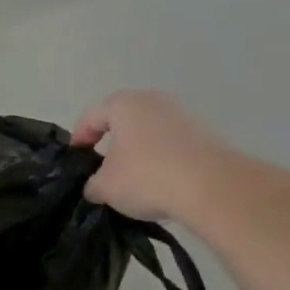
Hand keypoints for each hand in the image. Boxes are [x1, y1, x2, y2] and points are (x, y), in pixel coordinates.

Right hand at [71, 90, 238, 221]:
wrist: (213, 187)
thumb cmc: (147, 177)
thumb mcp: (104, 187)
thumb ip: (92, 183)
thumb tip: (97, 186)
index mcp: (125, 105)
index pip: (92, 116)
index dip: (79, 138)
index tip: (76, 159)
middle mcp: (154, 102)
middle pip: (123, 120)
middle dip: (111, 142)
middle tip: (102, 166)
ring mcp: (184, 116)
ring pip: (149, 132)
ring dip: (138, 151)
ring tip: (132, 178)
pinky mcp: (206, 135)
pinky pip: (171, 145)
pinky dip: (161, 160)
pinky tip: (159, 183)